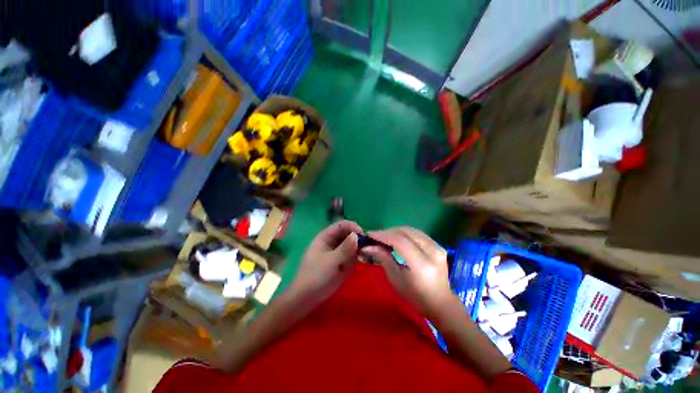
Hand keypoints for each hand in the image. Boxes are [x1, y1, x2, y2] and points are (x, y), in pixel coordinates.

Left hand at [288, 221, 361, 306]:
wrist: (308, 297)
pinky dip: (357, 258)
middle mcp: (332, 244)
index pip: (341, 225)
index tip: (364, 235)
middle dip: (358, 239)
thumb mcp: (330, 261)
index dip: (352, 227)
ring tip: (363, 256)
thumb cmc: (315, 276)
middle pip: (348, 235)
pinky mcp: (342, 265)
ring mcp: (337, 255)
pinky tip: (360, 262)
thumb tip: (357, 235)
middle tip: (368, 246)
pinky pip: (353, 258)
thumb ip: (344, 249)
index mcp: (324, 238)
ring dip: (359, 249)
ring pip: (352, 246)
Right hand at [363, 227, 452, 318]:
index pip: (401, 241)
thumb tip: (368, 247)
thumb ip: (385, 260)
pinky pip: (420, 235)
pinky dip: (407, 235)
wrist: (439, 300)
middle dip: (389, 232)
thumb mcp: (396, 280)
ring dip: (398, 232)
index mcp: (421, 264)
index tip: (369, 235)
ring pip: (414, 231)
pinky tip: (398, 240)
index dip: (383, 235)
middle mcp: (432, 251)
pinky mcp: (439, 246)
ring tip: (385, 238)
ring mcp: (438, 247)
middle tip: (375, 237)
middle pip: (408, 232)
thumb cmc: (415, 295)